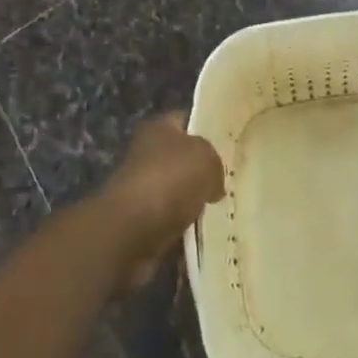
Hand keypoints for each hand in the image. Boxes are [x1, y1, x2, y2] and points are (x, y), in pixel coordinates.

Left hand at [94, 113, 224, 291]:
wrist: (131, 232)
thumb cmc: (169, 180)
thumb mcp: (206, 159)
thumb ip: (214, 163)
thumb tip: (213, 182)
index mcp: (158, 128)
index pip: (185, 121)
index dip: (204, 129)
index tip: (227, 144)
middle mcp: (145, 154)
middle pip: (179, 159)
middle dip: (199, 172)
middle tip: (226, 182)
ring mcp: (140, 191)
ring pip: (175, 194)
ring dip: (191, 205)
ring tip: (218, 211)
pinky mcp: (138, 226)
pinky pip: (169, 224)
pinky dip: (183, 231)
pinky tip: (201, 236)